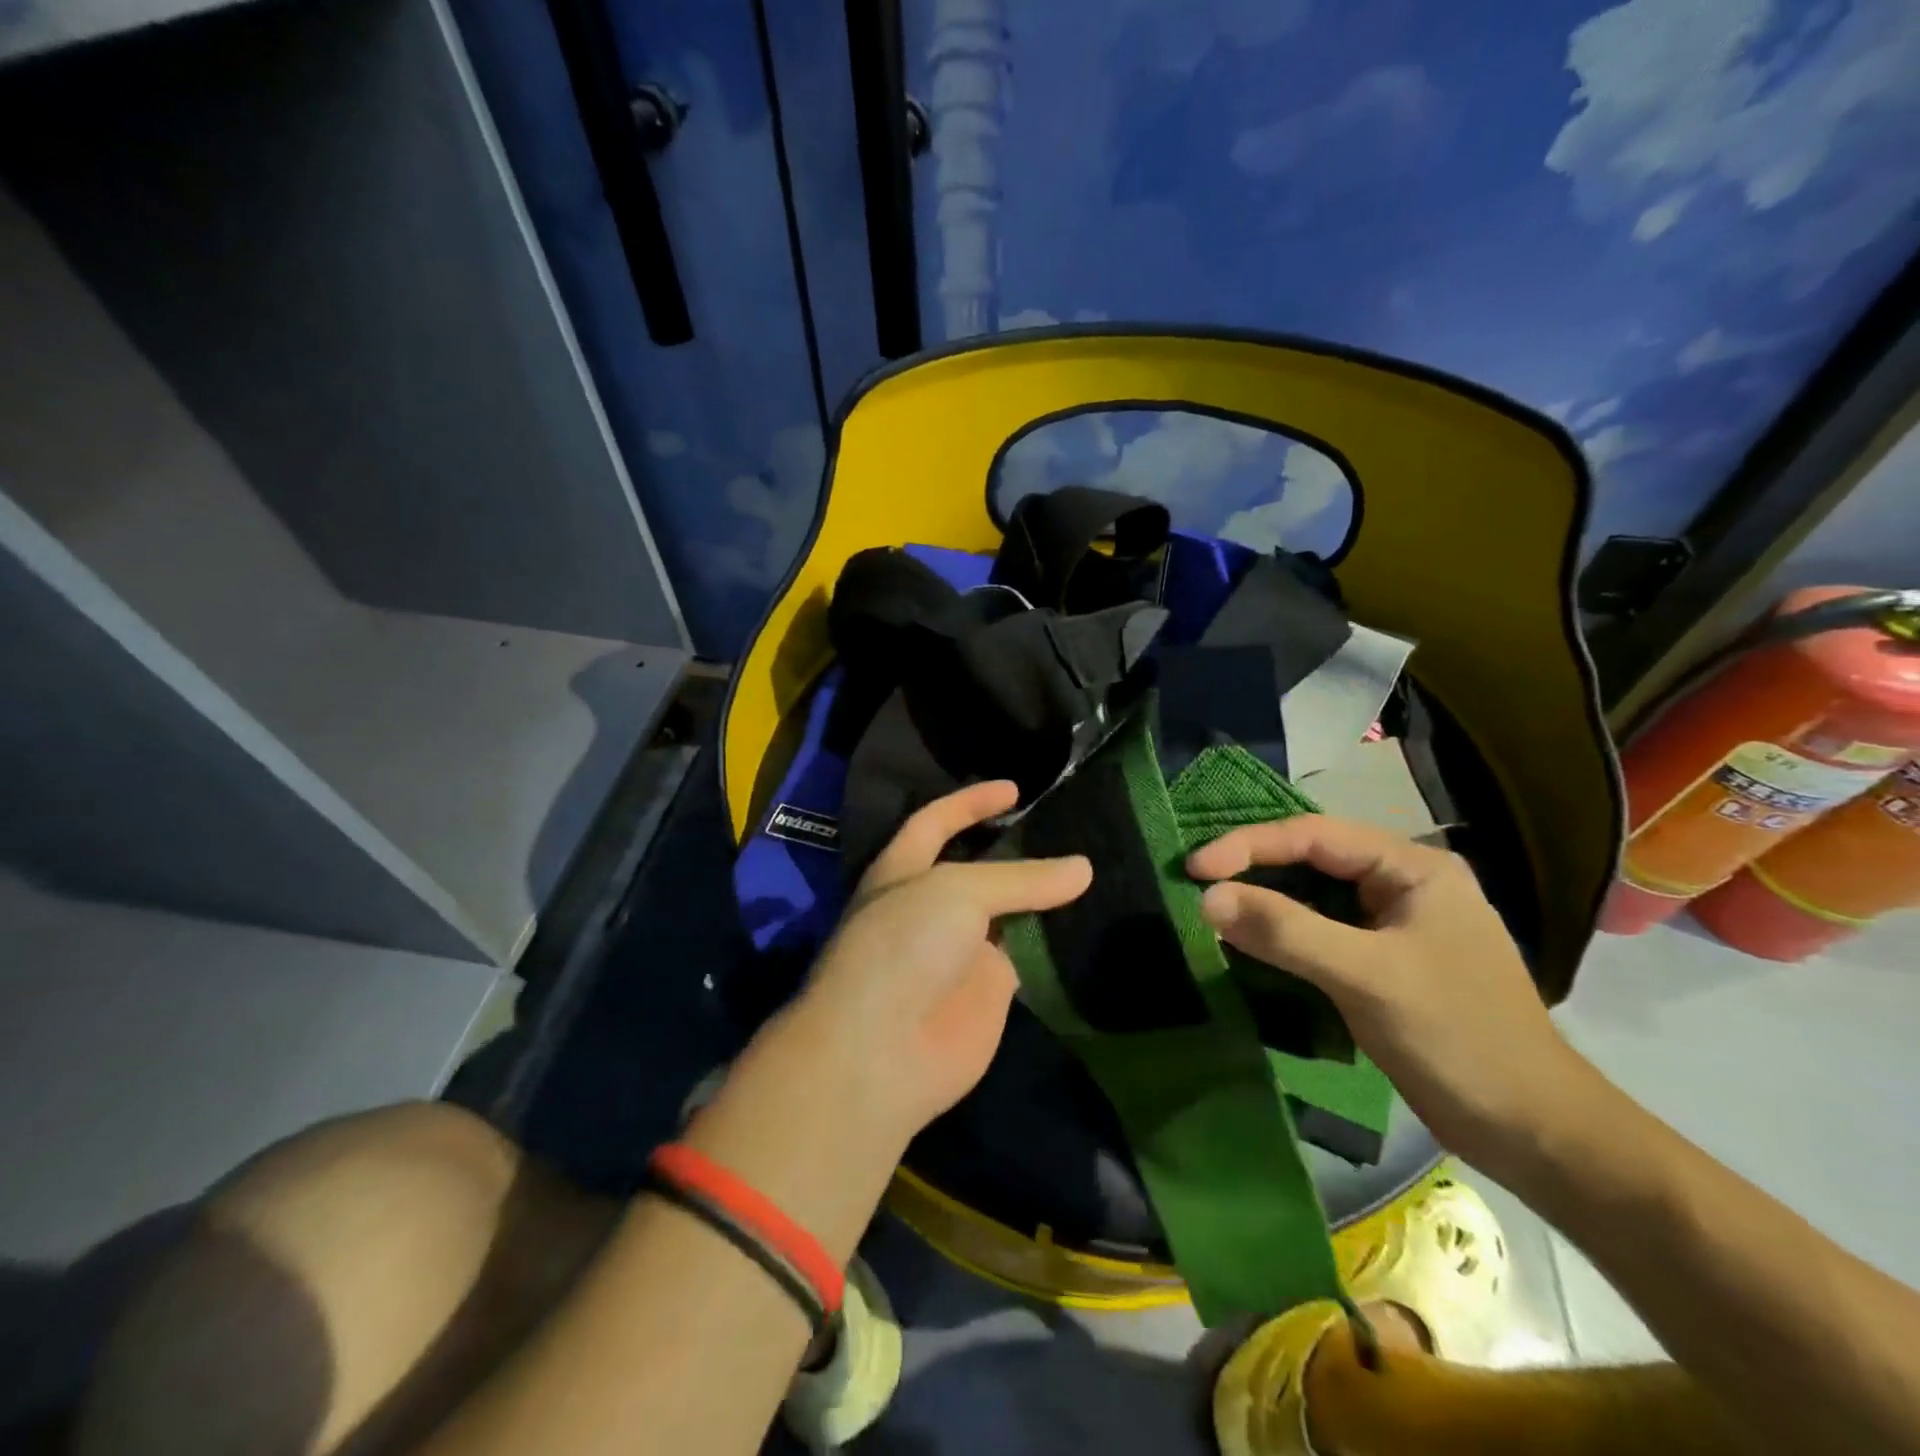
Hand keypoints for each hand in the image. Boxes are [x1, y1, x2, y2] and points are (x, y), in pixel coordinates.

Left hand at [790, 781, 1091, 1145]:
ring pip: (1008, 912)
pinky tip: (1092, 918)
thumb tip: (1084, 868)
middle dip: (1015, 847)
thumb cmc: (904, 947)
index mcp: (904, 871)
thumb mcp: (958, 892)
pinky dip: (1053, 938)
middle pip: (979, 867)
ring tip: (1091, 864)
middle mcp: (930, 906)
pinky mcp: (989, 991)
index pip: (936, 822)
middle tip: (1067, 827)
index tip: (1015, 788)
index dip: (971, 802)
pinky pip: (1027, 955)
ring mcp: (960, 950)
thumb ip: (1021, 878)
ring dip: (1041, 894)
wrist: (883, 1051)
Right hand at [1187, 815, 1596, 1170]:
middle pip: (1310, 859)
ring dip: (1263, 901)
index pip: (1313, 836)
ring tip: (1211, 908)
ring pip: (1312, 895)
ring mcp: (1394, 922)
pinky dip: (1281, 933)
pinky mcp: (1383, 960)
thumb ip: (1286, 931)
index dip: (1248, 845)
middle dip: (1252, 868)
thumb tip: (1208, 898)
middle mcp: (1402, 882)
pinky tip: (1248, 942)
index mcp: (1412, 867)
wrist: (1535, 1133)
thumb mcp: (1367, 977)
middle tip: (1194, 883)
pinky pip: (1320, 930)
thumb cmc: (1459, 1039)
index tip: (1194, 868)